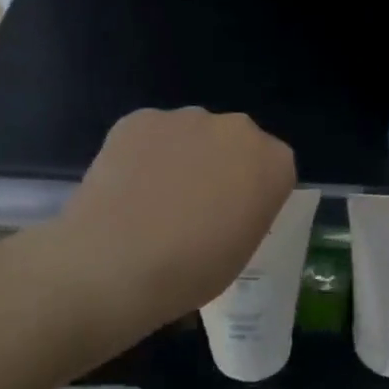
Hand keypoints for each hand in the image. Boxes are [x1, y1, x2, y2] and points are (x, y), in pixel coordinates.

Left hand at [54, 108, 296, 344]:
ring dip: (182, 156)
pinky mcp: (139, 118)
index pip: (272, 168)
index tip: (233, 217)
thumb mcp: (242, 248)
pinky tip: (127, 188)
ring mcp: (186, 118)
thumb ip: (247, 210)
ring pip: (192, 135)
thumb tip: (226, 200)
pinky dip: (144, 154)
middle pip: (234, 143)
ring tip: (153, 199)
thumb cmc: (191, 270)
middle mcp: (237, 128)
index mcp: (274, 163)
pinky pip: (152, 134)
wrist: (114, 265)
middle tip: (193, 207)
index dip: (252, 192)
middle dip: (220, 165)